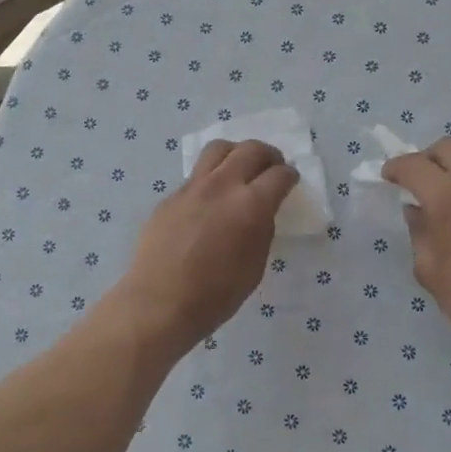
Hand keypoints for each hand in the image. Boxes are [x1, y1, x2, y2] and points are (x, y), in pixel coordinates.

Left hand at [106, 140, 298, 362]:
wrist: (159, 302)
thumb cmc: (215, 295)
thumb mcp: (254, 265)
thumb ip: (261, 230)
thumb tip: (260, 212)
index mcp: (250, 205)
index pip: (279, 175)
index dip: (290, 176)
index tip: (291, 180)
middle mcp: (222, 185)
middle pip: (250, 149)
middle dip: (268, 155)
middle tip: (272, 168)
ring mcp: (192, 187)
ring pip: (218, 149)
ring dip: (236, 153)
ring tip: (240, 169)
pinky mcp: (171, 196)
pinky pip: (196, 175)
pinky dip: (211, 178)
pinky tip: (210, 201)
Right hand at [383, 137, 450, 353]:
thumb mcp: (430, 269)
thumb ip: (419, 232)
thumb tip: (417, 211)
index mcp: (447, 196)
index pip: (413, 165)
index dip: (395, 168)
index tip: (387, 177)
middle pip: (447, 148)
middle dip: (426, 159)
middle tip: (417, 182)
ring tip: (446, 197)